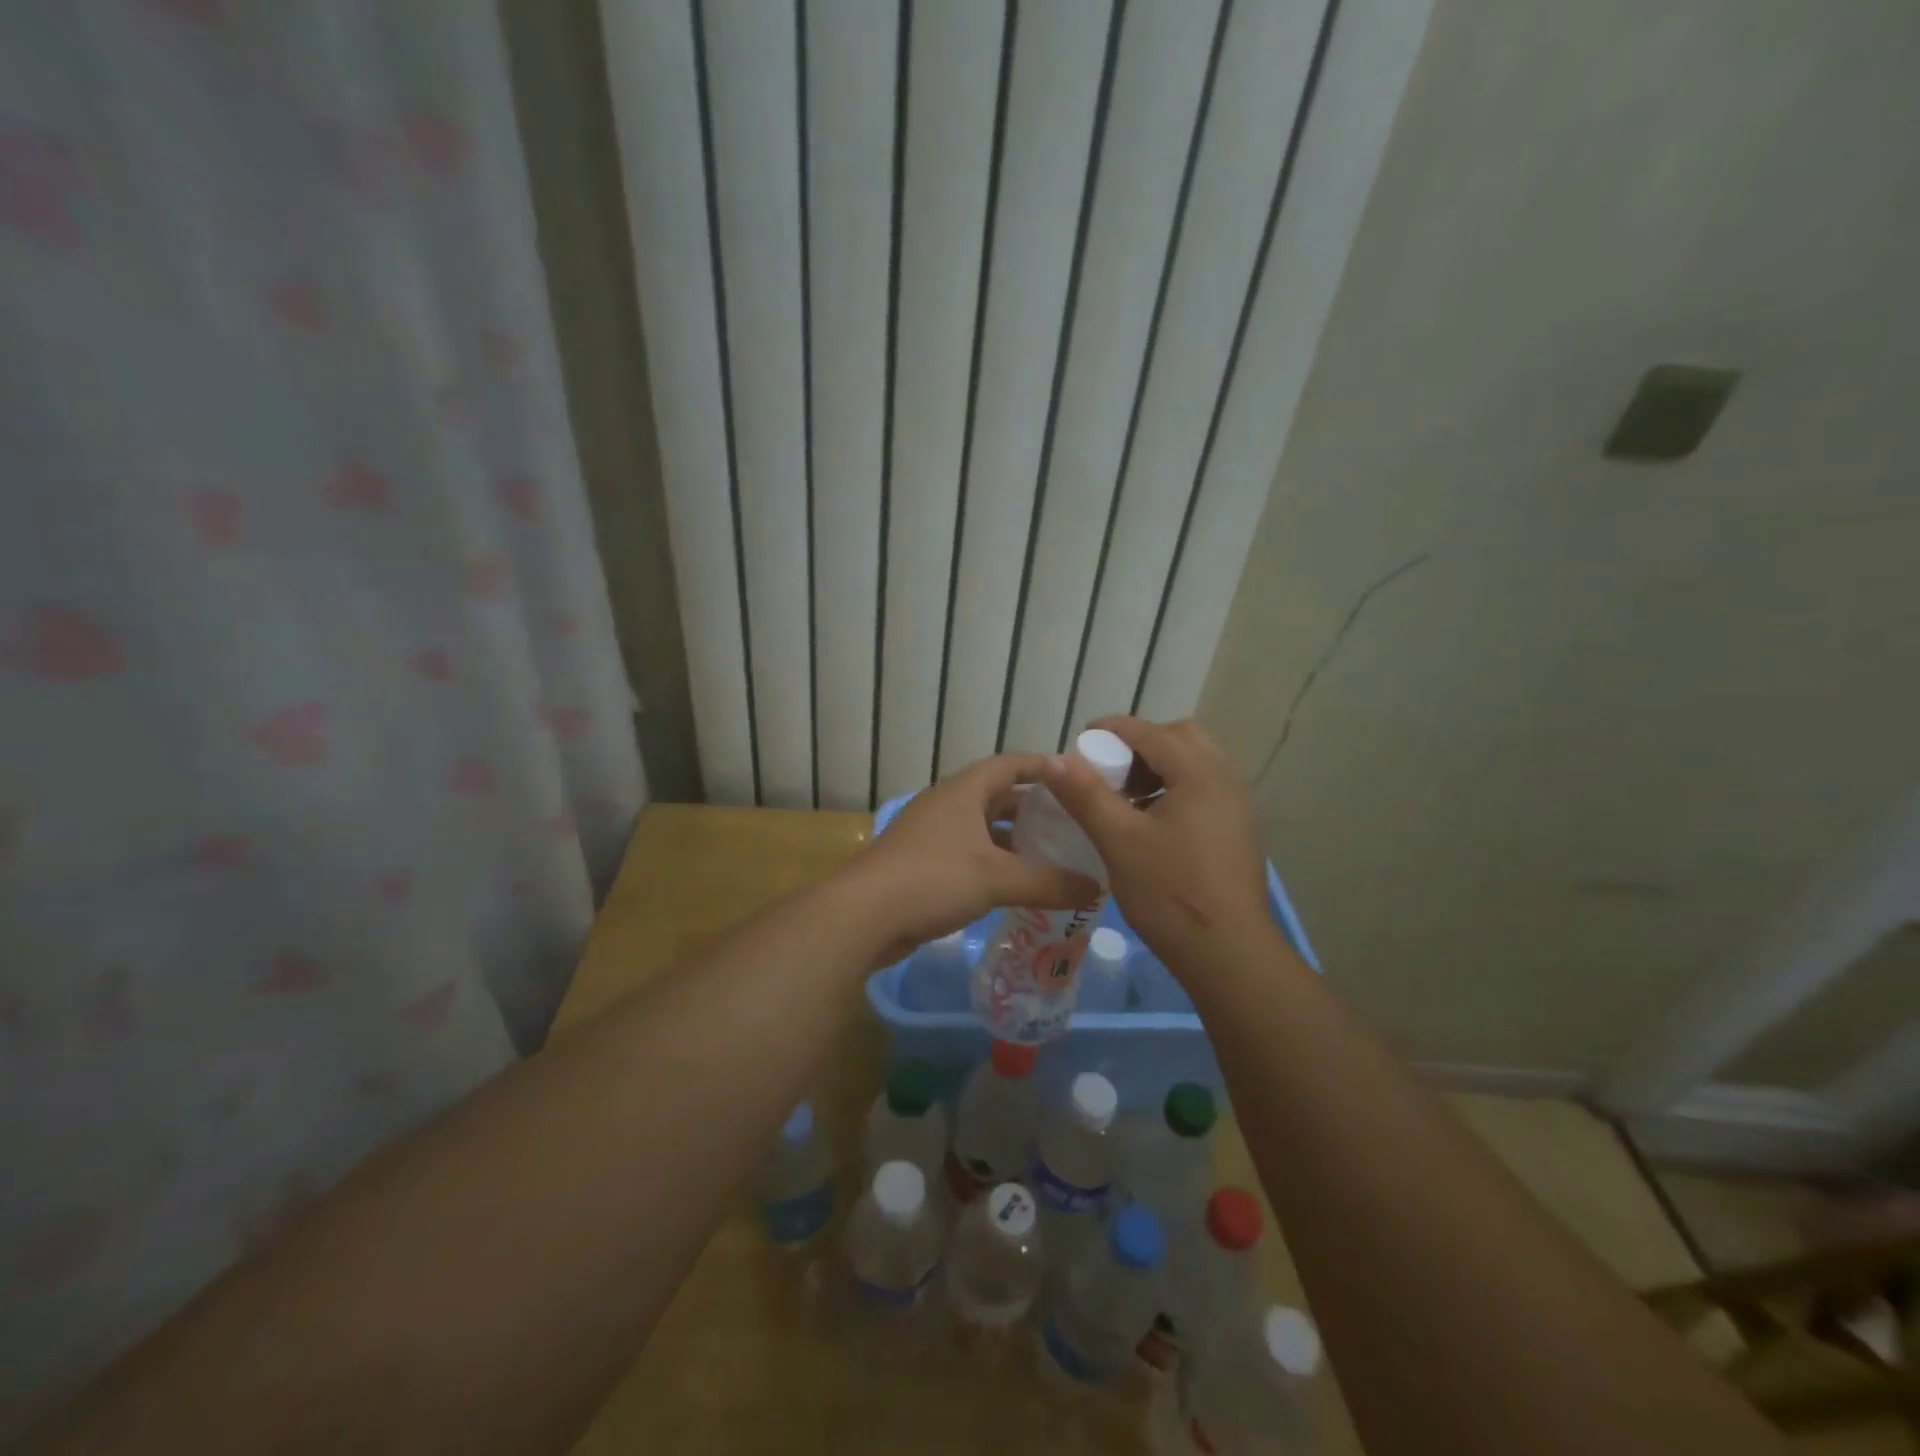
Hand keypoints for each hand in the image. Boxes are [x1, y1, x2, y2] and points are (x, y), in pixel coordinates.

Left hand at [846, 753, 1100, 963]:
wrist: (863, 916)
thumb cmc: (932, 879)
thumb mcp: (997, 878)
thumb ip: (1049, 882)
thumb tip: (1096, 887)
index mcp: (964, 791)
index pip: (1010, 764)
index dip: (1043, 766)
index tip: (1076, 778)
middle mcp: (947, 805)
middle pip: (997, 796)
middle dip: (1033, 809)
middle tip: (1071, 824)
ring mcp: (931, 835)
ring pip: (983, 829)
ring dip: (1014, 840)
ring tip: (1052, 857)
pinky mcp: (922, 864)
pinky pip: (969, 855)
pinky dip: (994, 864)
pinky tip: (1015, 886)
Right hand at [1039, 717, 1276, 973]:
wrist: (1228, 953)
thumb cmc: (1169, 892)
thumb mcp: (1118, 840)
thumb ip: (1086, 794)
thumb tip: (1054, 759)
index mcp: (1199, 773)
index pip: (1151, 732)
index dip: (1112, 729)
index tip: (1081, 739)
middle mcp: (1226, 778)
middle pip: (1180, 738)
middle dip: (1141, 745)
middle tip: (1109, 771)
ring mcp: (1238, 805)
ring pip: (1195, 763)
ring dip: (1159, 767)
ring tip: (1127, 798)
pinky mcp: (1239, 829)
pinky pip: (1205, 788)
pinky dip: (1176, 788)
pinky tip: (1153, 822)